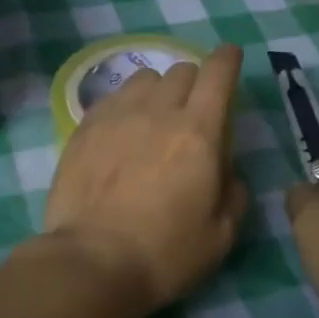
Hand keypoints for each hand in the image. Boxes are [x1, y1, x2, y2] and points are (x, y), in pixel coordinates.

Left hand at [43, 45, 248, 315]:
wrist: (93, 261)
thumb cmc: (165, 253)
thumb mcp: (221, 234)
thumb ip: (233, 192)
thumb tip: (226, 170)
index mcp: (199, 132)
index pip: (218, 74)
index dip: (228, 60)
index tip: (230, 57)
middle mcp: (158, 111)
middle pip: (181, 71)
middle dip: (195, 82)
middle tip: (193, 111)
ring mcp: (117, 114)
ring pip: (144, 78)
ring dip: (158, 90)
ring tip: (154, 118)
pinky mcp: (85, 125)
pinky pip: (113, 97)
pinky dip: (126, 105)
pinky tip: (122, 130)